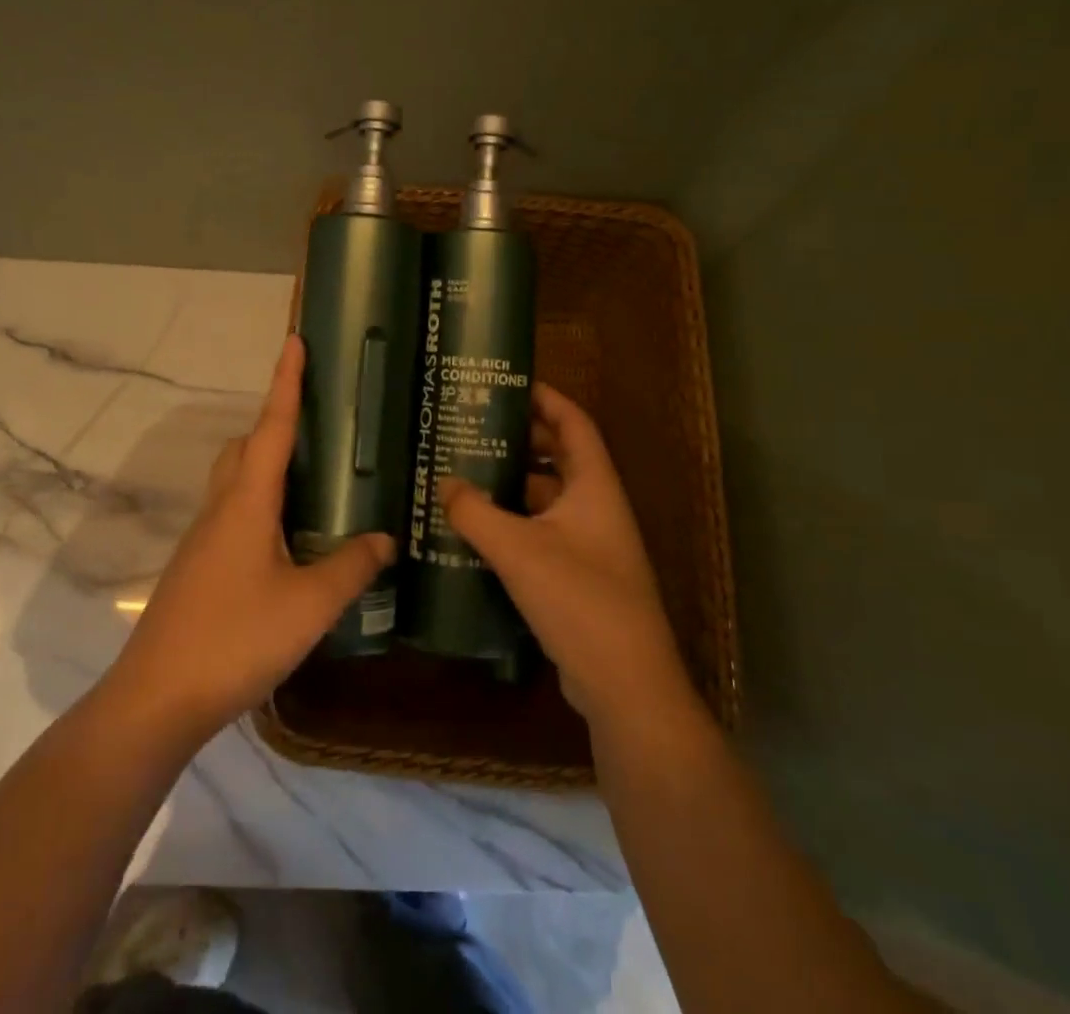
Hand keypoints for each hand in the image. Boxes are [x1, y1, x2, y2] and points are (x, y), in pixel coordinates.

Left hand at [104, 336, 394, 743]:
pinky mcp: (199, 567)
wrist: (157, 698)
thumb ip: (350, 567)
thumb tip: (385, 539)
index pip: (272, 427)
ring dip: (267, 466)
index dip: (286, 382)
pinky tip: (288, 541)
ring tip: (313, 480)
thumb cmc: (236, 638)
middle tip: (319, 426)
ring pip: (236, 481)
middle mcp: (221, 508)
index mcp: (246, 502)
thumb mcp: (309, 604)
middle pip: (245, 447)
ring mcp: (204, 539)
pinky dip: (261, 506)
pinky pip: (233, 514)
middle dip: (276, 423)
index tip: (294, 341)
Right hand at [439, 384, 695, 730]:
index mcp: (594, 487)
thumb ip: (476, 513)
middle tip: (475, 426)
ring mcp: (590, 545)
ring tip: (466, 472)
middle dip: (521, 440)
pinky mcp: (577, 578)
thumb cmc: (580, 601)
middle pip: (559, 458)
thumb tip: (444, 483)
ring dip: (513, 485)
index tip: (509, 383)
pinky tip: (477, 528)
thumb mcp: (520, 551)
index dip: (546, 398)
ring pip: (547, 499)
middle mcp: (596, 508)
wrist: (625, 686)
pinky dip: (513, 523)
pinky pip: (542, 533)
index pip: (574, 424)